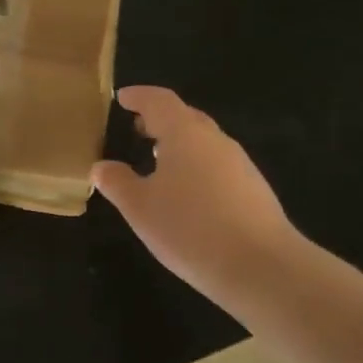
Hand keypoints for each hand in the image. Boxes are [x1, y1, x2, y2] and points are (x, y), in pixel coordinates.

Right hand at [92, 86, 302, 299]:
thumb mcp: (140, 208)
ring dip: (179, 143)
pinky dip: (196, 165)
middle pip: (185, 117)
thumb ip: (117, 183)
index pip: (159, 100)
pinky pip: (217, 164)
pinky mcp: (254, 188)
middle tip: (137, 127)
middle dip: (160, 118)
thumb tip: (101, 167)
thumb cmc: (190, 228)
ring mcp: (239, 163)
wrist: (261, 266)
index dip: (139, 96)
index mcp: (184, 133)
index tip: (122, 97)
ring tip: (157, 160)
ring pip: (203, 142)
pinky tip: (187, 192)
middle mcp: (215, 139)